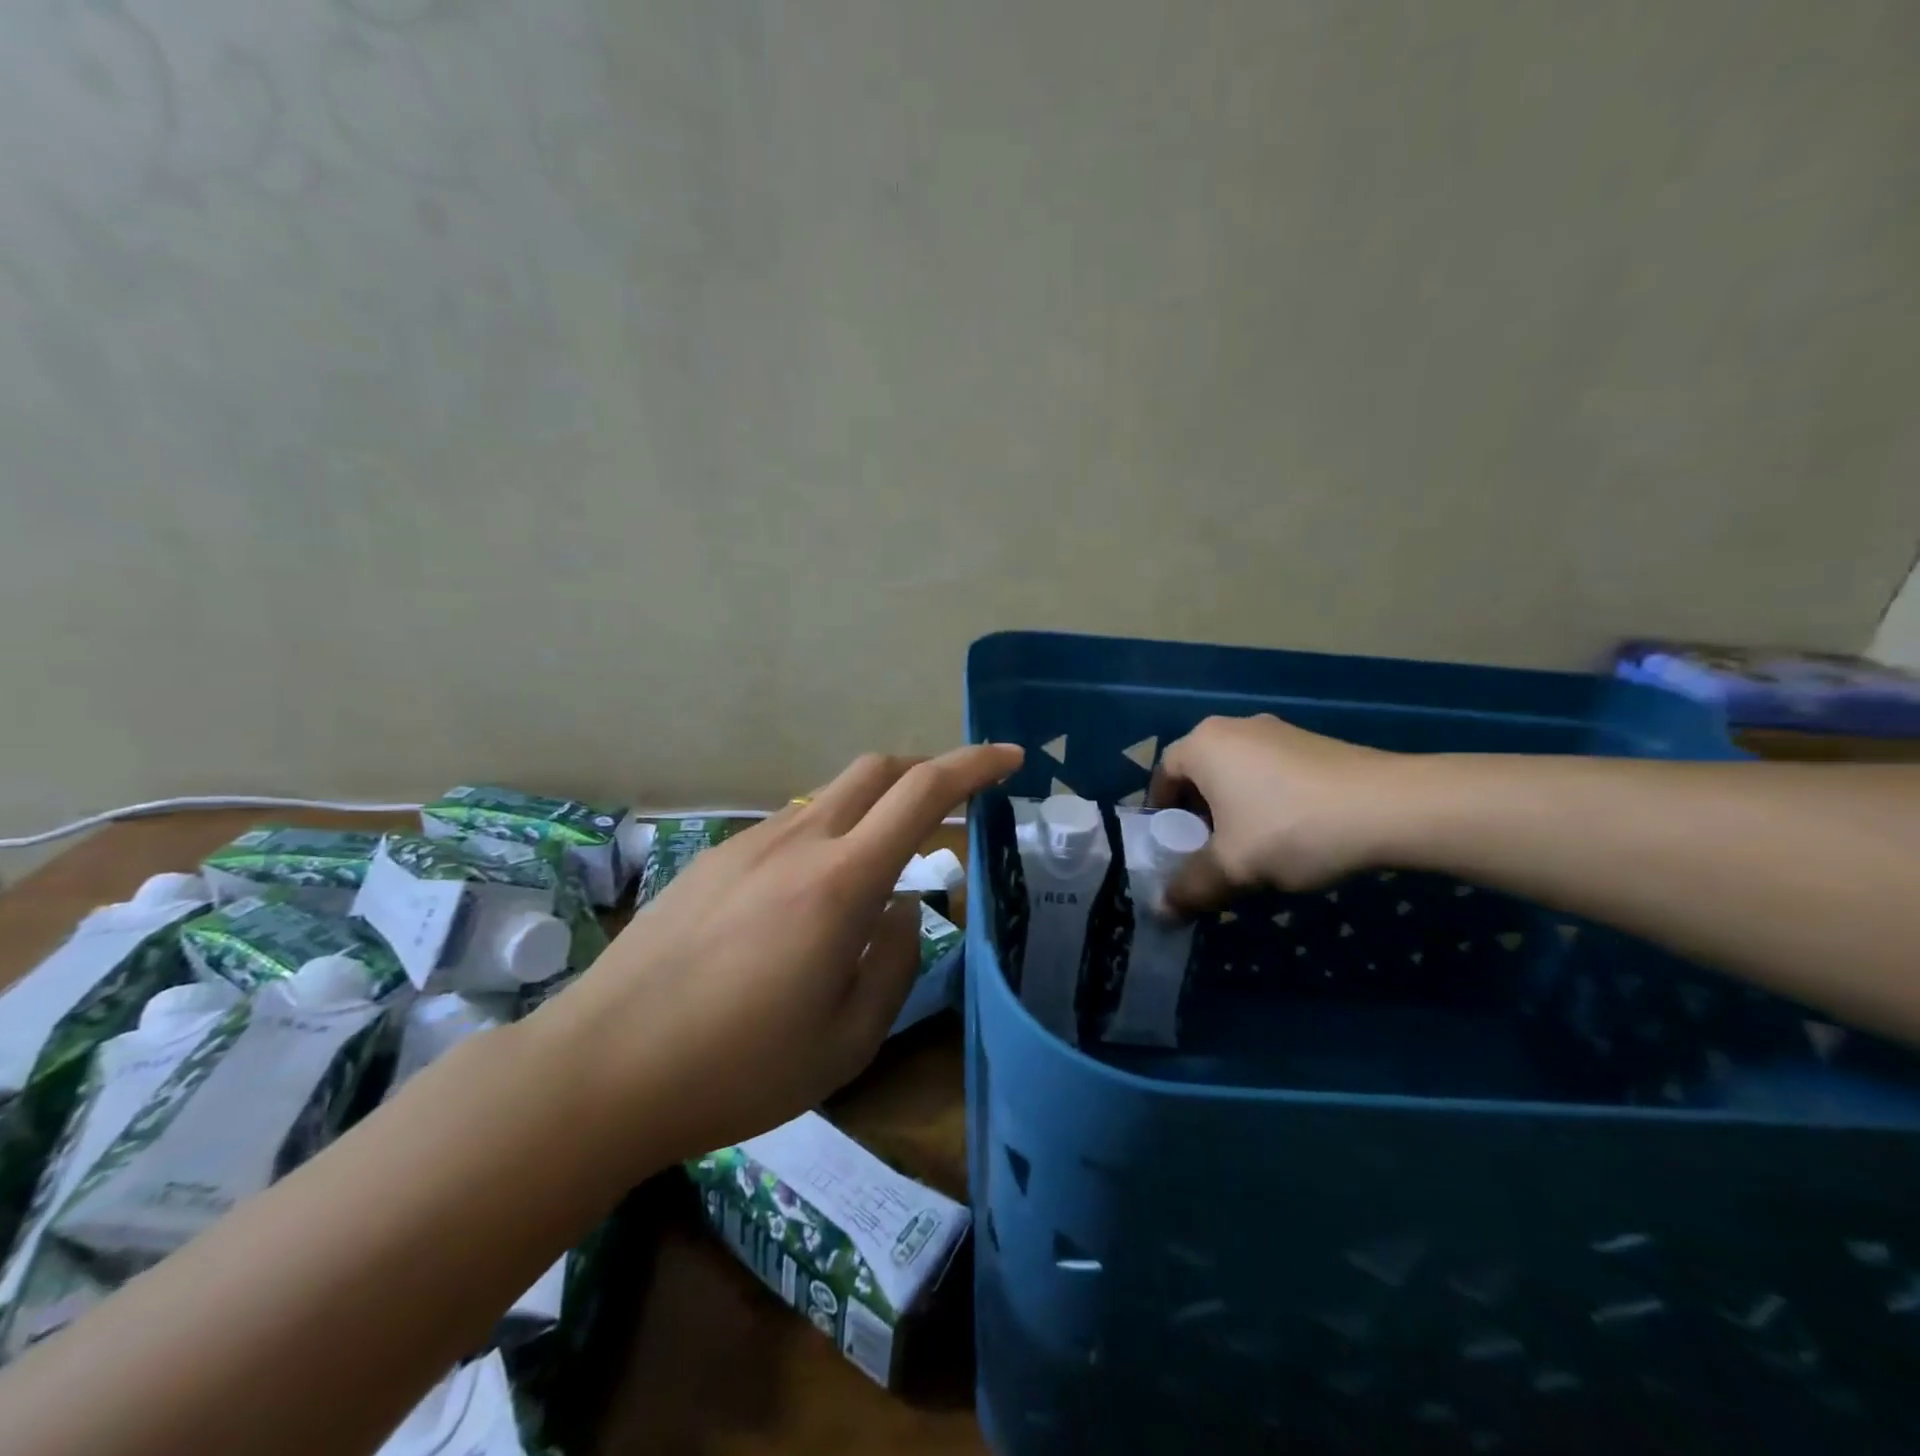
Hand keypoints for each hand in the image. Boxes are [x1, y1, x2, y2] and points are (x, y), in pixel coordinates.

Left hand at [534, 745, 1021, 1166]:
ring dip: (872, 811)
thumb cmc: (738, 1068)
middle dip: (926, 770)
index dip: (975, 765)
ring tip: (876, 876)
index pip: (923, 793)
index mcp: (841, 881)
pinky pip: (789, 830)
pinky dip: (825, 840)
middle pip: (875, 769)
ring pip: (830, 798)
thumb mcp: (848, 1040)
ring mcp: (748, 845)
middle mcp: (798, 842)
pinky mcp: (712, 859)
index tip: (1011, 759)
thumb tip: (904, 908)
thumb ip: (895, 962)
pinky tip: (804, 903)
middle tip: (953, 807)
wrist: (602, 1068)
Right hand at [1148, 714, 1408, 911]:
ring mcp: (1278, 732)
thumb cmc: (1291, 828)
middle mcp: (1235, 728)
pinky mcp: (1313, 745)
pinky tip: (1290, 836)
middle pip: (1199, 775)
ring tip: (1250, 851)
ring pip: (1236, 775)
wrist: (1392, 807)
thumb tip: (1161, 911)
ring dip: (1233, 812)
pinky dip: (1266, 803)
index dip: (1160, 815)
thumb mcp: (1233, 867)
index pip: (1162, 776)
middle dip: (1197, 816)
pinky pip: (1270, 774)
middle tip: (1207, 854)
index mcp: (1204, 744)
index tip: (1170, 848)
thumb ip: (1190, 888)